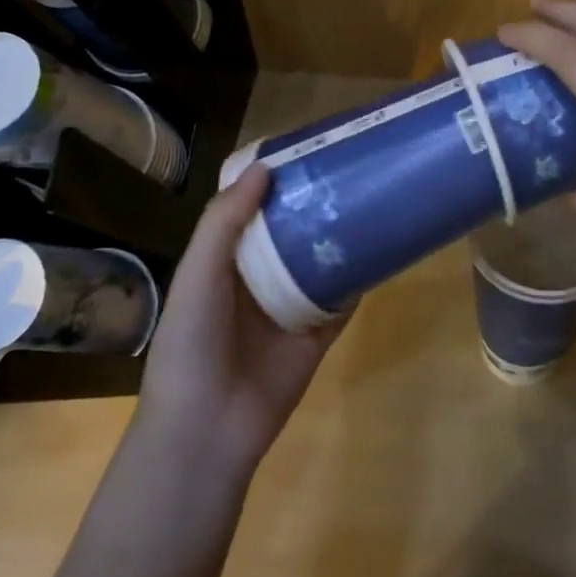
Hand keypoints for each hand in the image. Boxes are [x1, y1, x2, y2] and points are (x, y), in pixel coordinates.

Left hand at [135, 165, 346, 476]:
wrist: (207, 429)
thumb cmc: (192, 342)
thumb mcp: (198, 274)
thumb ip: (225, 221)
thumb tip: (264, 166)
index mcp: (226, 260)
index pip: (254, 209)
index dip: (277, 180)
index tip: (308, 147)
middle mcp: (260, 278)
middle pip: (293, 230)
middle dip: (317, 202)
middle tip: (352, 166)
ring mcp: (291, 306)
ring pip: (322, 260)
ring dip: (342, 235)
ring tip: (374, 196)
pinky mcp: (318, 334)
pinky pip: (343, 299)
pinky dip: (360, 277)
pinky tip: (383, 248)